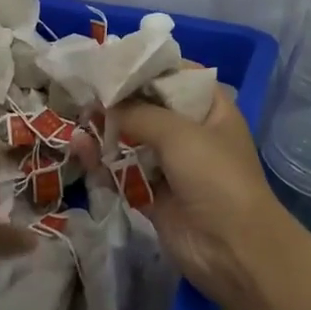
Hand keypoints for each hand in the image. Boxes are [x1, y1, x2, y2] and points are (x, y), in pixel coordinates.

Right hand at [85, 86, 296, 309]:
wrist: (233, 250)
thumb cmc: (215, 176)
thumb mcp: (179, 133)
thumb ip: (138, 112)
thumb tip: (104, 103)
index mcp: (210, 109)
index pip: (176, 76)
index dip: (146, 67)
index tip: (111, 59)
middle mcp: (192, 132)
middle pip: (150, 107)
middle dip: (119, 100)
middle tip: (85, 87)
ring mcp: (173, 165)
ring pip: (133, 140)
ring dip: (107, 131)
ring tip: (77, 118)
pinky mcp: (155, 195)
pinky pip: (125, 172)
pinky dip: (104, 163)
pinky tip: (81, 150)